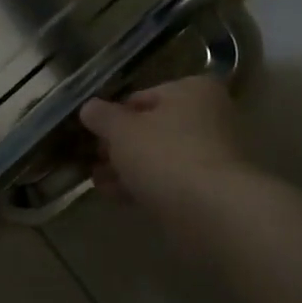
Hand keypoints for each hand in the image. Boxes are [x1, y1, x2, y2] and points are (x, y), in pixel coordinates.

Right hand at [79, 76, 250, 214]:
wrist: (213, 211)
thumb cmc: (165, 155)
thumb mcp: (121, 130)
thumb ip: (101, 116)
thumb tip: (89, 107)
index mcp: (192, 91)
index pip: (142, 97)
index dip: (113, 115)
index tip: (93, 134)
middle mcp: (208, 117)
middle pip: (152, 128)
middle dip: (119, 145)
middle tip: (94, 160)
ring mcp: (212, 155)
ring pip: (159, 157)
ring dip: (127, 168)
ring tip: (97, 181)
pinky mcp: (210, 189)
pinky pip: (169, 181)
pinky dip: (144, 185)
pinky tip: (116, 195)